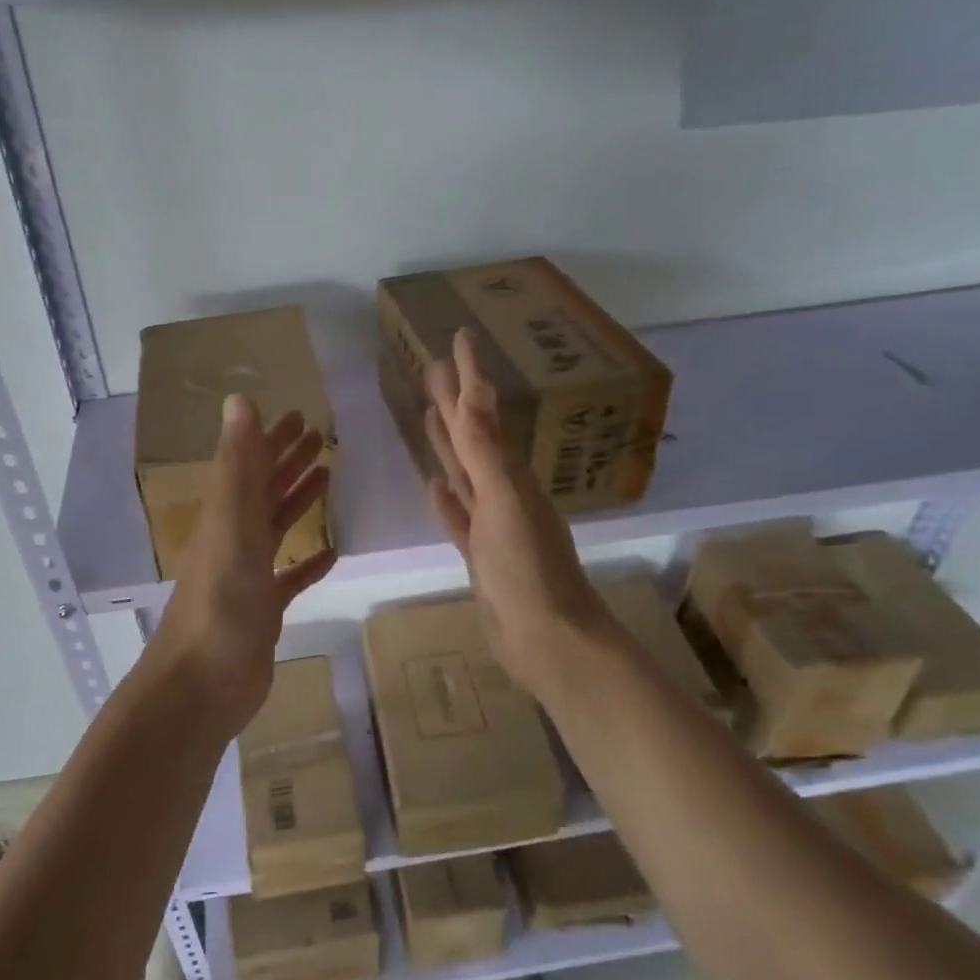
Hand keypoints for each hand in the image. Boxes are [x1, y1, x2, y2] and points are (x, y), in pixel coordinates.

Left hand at [151, 395, 336, 734]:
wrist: (203, 683)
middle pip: (264, 490)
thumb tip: (239, 399)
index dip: (272, 438)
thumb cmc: (221, 600)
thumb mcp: (232, 523)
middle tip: (320, 436)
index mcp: (226, 514)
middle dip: (289, 460)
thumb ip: (239, 464)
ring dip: (298, 500)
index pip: (251, 464)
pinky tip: (330, 553)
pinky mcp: (264, 610)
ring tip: (328, 476)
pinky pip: (290, 577)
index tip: (299, 415)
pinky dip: (308, 562)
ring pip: (276, 527)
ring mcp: (248, 576)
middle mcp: (235, 538)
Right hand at [424, 329, 611, 694]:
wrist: (549, 641)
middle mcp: (503, 491)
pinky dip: (447, 499)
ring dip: (448, 443)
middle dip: (454, 401)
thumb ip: (485, 452)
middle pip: (471, 436)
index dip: (469, 376)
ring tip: (430, 415)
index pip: (481, 414)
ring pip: (465, 472)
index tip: (459, 338)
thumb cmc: (530, 572)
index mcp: (510, 475)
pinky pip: (459, 515)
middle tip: (433, 367)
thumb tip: (474, 393)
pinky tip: (435, 484)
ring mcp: (492, 523)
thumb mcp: (505, 504)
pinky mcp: (481, 554)